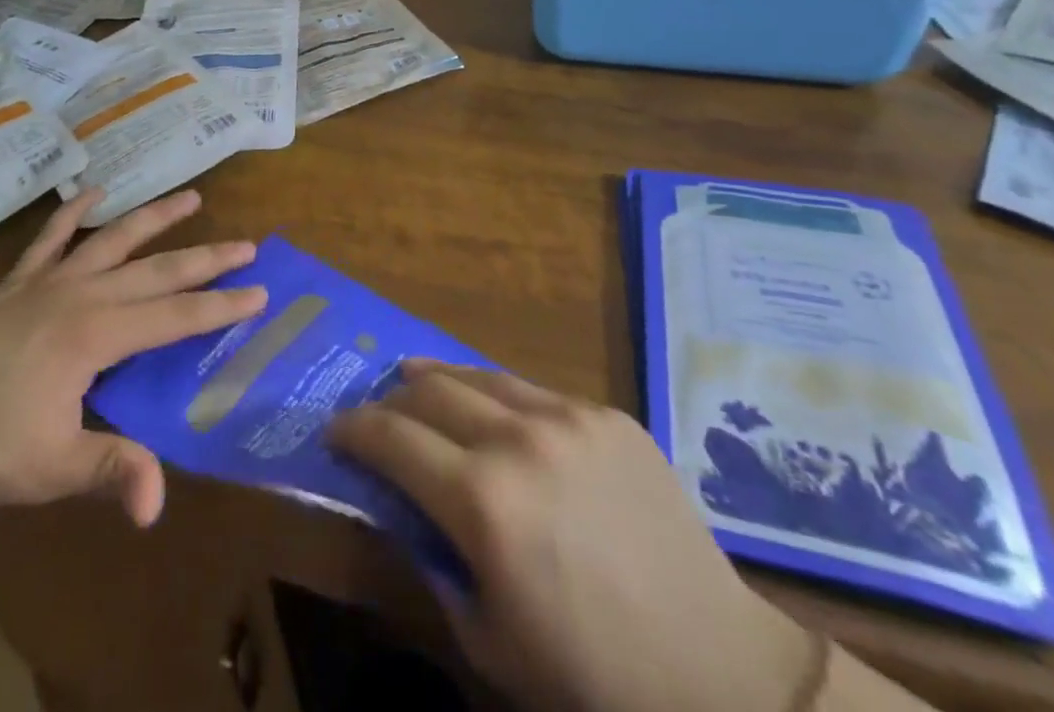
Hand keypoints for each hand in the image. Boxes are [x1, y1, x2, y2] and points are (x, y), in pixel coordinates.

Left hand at [0, 188, 265, 526]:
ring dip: (154, 218)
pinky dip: (72, 213)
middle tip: (247, 243)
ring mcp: (44, 283)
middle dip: (205, 258)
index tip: (260, 291)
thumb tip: (158, 505)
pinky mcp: (12, 285)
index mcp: (94, 335)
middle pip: (155, 270)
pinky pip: (49, 239)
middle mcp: (79, 295)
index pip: (174, 317)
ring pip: (112, 240)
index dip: (220, 306)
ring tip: (191, 196)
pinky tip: (90, 193)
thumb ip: (109, 471)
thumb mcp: (46, 468)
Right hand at [330, 362, 812, 711]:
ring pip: (479, 375)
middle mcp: (518, 439)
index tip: (335, 431)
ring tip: (414, 378)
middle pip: (429, 390)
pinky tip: (495, 411)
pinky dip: (498, 395)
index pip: (391, 438)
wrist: (718, 672)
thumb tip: (402, 505)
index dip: (354, 430)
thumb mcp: (487, 640)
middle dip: (390, 399)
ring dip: (437, 378)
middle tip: (374, 413)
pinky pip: (534, 391)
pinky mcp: (607, 414)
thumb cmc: (590, 678)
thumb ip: (434, 562)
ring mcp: (568, 417)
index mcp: (482, 502)